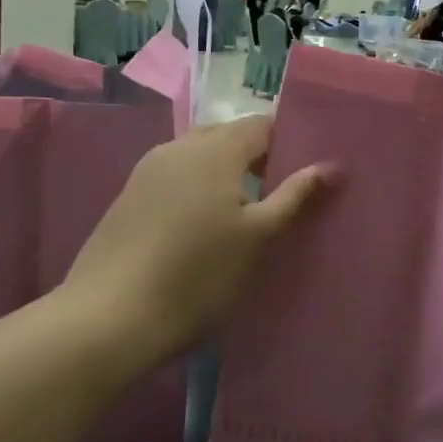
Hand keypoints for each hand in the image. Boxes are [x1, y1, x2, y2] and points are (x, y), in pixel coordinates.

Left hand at [57, 116, 332, 372]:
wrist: (110, 316)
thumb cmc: (198, 274)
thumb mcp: (258, 237)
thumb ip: (295, 196)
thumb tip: (331, 166)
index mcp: (215, 149)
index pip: (262, 124)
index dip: (289, 141)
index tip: (308, 170)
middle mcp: (179, 146)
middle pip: (229, 135)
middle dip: (258, 156)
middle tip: (281, 193)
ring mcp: (148, 170)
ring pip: (199, 155)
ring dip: (226, 172)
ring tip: (246, 210)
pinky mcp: (129, 196)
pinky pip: (176, 175)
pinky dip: (198, 186)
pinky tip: (204, 224)